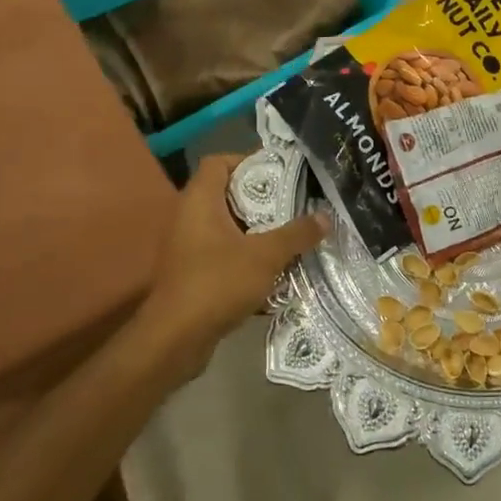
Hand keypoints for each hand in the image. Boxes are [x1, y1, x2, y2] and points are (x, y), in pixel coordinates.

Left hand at [141, 155, 328, 376]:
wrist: (175, 339)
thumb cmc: (217, 283)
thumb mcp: (266, 255)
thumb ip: (297, 234)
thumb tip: (325, 217)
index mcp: (200, 201)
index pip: (218, 162)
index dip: (248, 160)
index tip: (281, 173)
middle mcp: (189, 218)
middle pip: (228, 194)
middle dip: (263, 200)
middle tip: (296, 204)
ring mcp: (189, 247)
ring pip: (229, 227)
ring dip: (259, 231)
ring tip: (293, 235)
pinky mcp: (193, 274)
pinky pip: (225, 254)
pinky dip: (249, 257)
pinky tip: (277, 270)